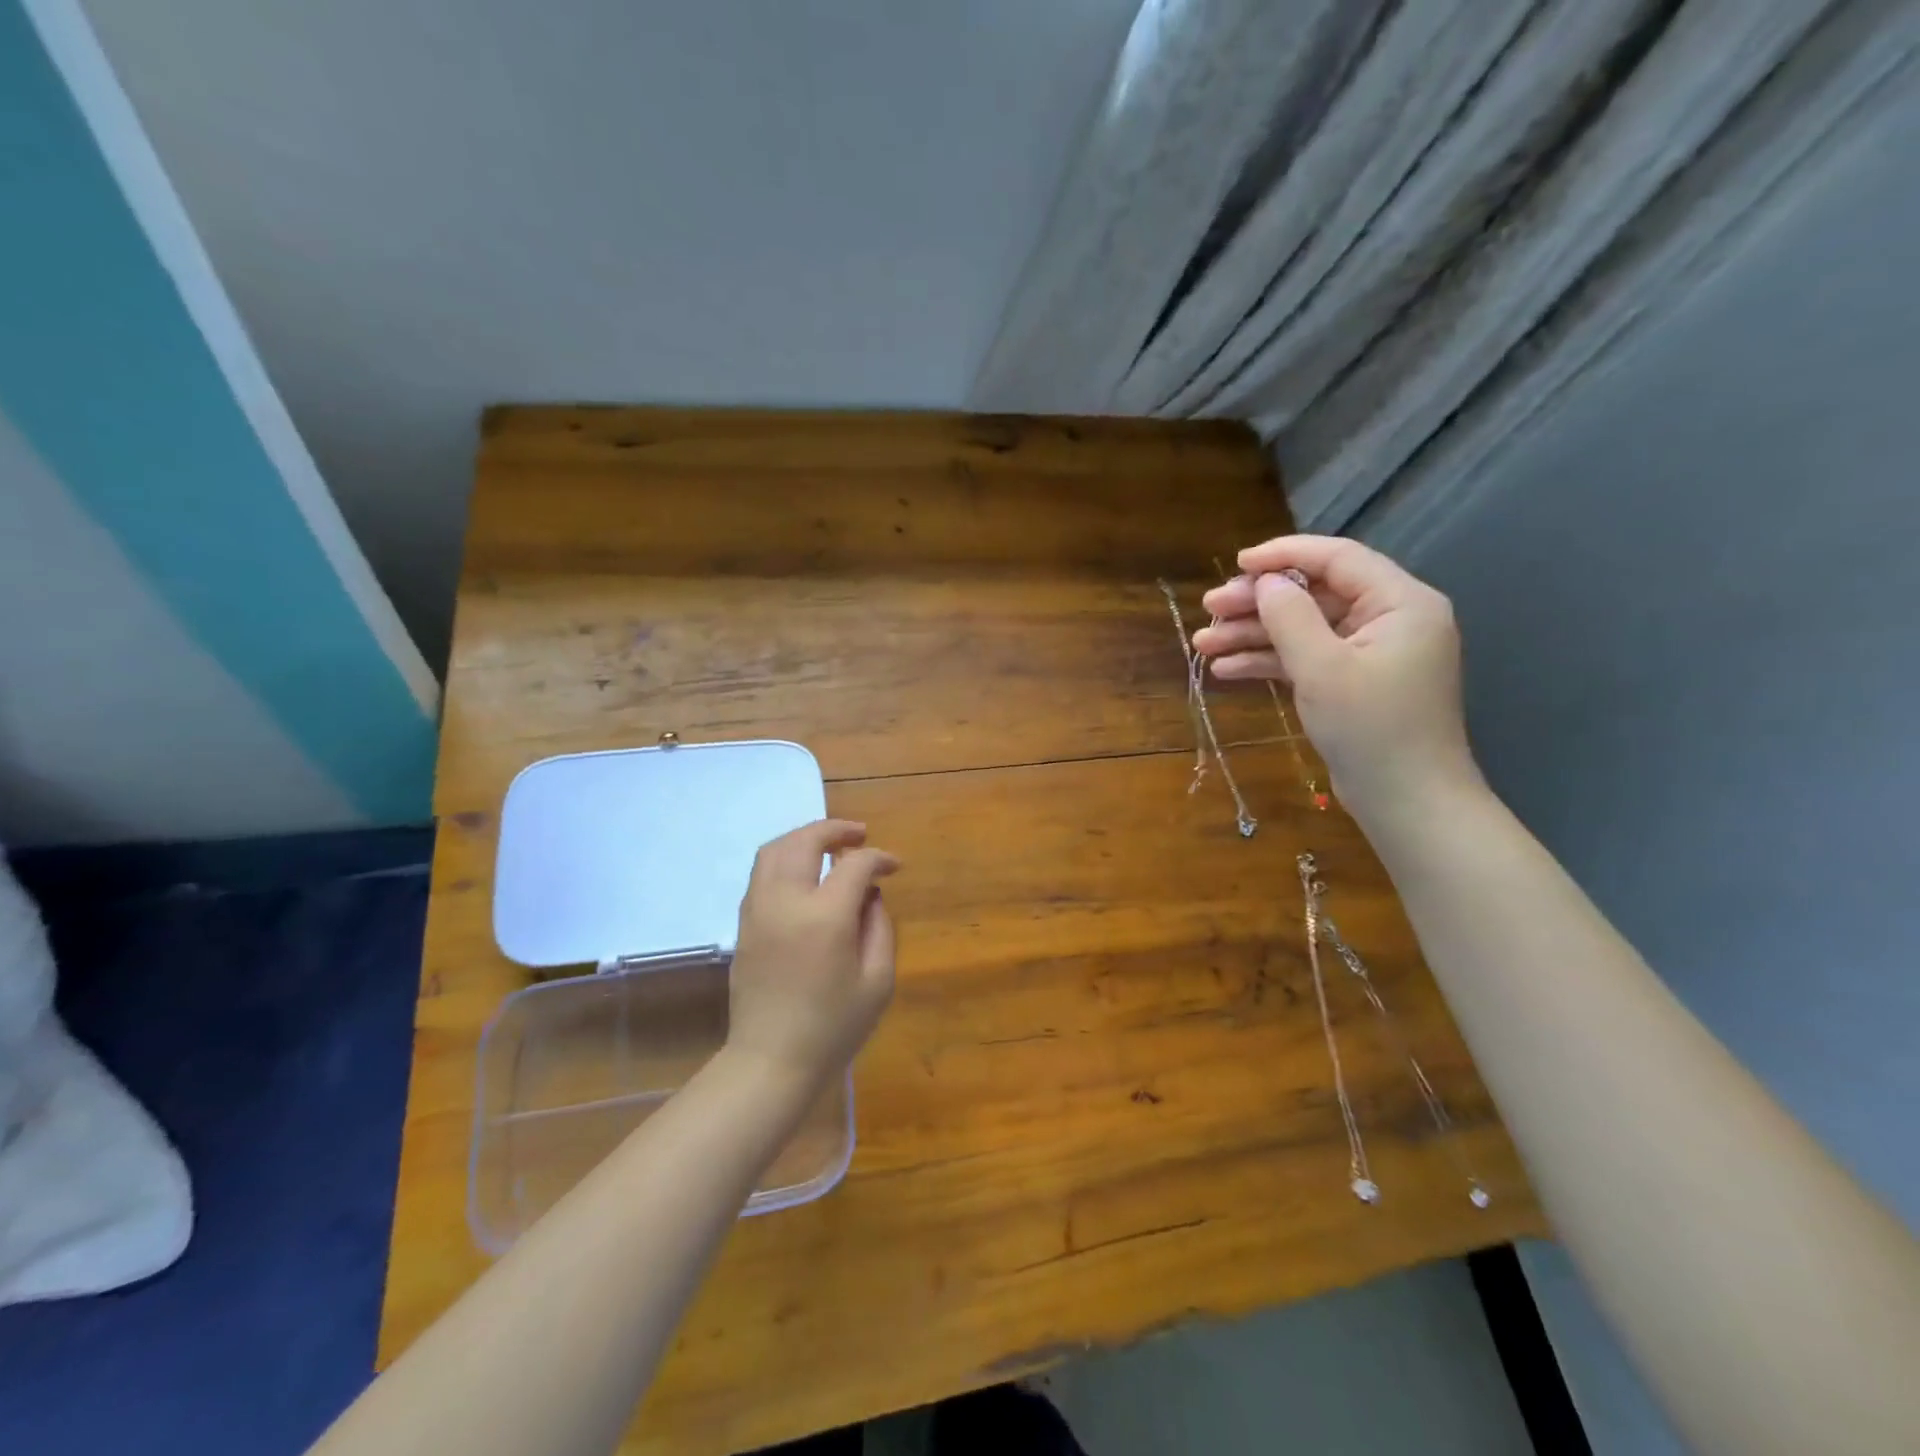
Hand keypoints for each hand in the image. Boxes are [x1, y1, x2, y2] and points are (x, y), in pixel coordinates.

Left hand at [726, 819, 898, 1089]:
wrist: (772, 1061)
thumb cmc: (833, 1027)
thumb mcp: (877, 981)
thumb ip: (879, 927)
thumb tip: (870, 894)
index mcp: (824, 916)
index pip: (854, 864)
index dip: (878, 858)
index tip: (894, 867)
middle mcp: (786, 901)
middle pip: (805, 841)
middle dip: (836, 830)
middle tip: (860, 834)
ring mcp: (758, 910)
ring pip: (774, 849)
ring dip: (804, 838)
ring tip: (829, 845)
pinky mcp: (744, 923)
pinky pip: (761, 872)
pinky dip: (784, 857)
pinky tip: (804, 873)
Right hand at [1191, 535, 1482, 815]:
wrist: (1407, 802)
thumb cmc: (1371, 728)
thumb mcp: (1322, 668)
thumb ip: (1290, 617)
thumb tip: (1265, 582)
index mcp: (1400, 602)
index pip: (1337, 558)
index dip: (1284, 555)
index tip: (1237, 564)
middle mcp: (1389, 619)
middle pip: (1314, 594)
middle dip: (1259, 602)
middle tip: (1209, 610)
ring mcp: (1371, 653)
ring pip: (1304, 628)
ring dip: (1254, 635)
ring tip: (1204, 643)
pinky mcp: (1354, 682)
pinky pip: (1308, 658)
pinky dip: (1270, 661)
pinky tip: (1227, 669)